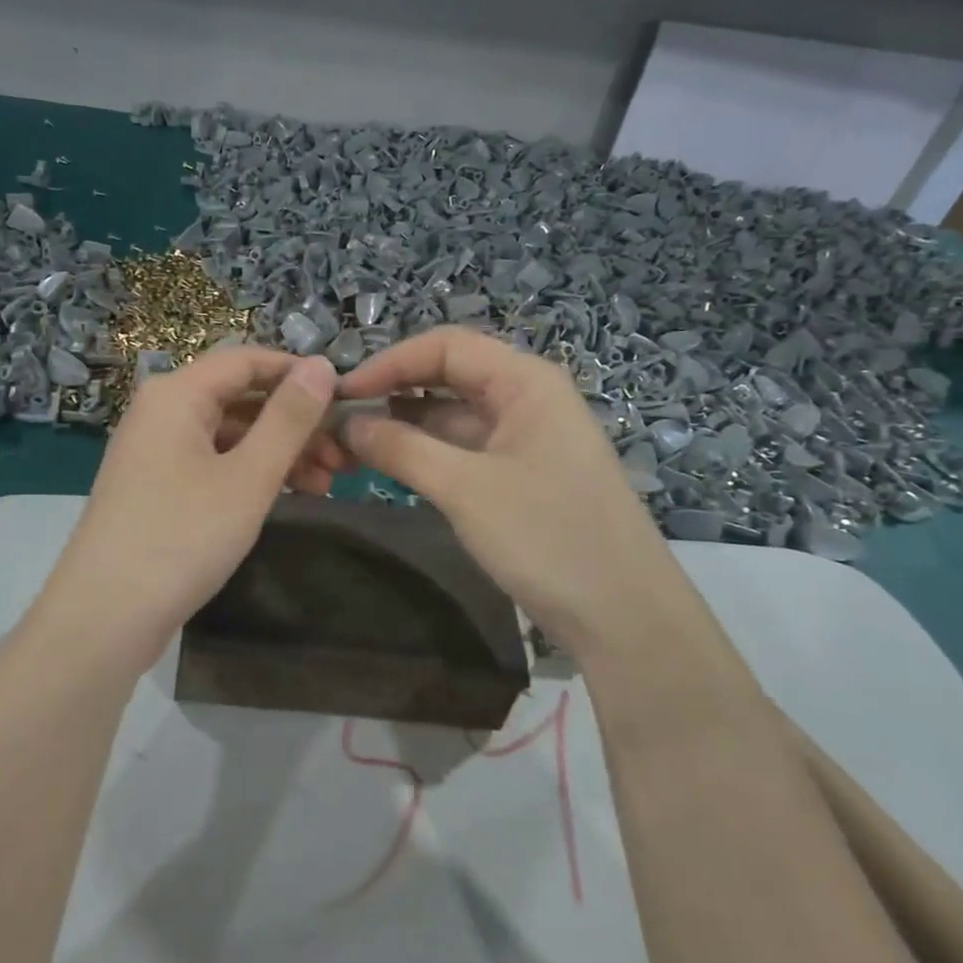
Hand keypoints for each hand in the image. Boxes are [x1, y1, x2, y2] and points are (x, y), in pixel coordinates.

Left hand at [39, 346, 338, 665]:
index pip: (246, 360)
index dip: (298, 373)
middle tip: (344, 455)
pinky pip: (213, 464)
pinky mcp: (157, 488)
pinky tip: (289, 496)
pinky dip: (250, 474)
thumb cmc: (182, 537)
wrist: (105, 617)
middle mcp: (162, 412)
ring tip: (327, 483)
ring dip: (279, 453)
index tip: (346, 398)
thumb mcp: (249, 476)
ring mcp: (156, 452)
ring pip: (229, 436)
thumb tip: (322, 365)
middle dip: (295, 423)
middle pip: (239, 399)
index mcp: (177, 394)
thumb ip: (289, 419)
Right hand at [334, 326, 661, 653]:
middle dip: (393, 392)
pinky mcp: (520, 475)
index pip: (445, 346)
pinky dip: (426, 454)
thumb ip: (400, 449)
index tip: (341, 394)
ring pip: (453, 416)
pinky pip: (464, 449)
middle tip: (339, 419)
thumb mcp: (465, 489)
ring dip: (405, 426)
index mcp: (525, 381)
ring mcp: (525, 438)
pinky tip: (390, 465)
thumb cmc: (547, 536)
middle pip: (448, 376)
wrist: (623, 616)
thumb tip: (345, 423)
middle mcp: (526, 398)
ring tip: (351, 444)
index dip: (389, 363)